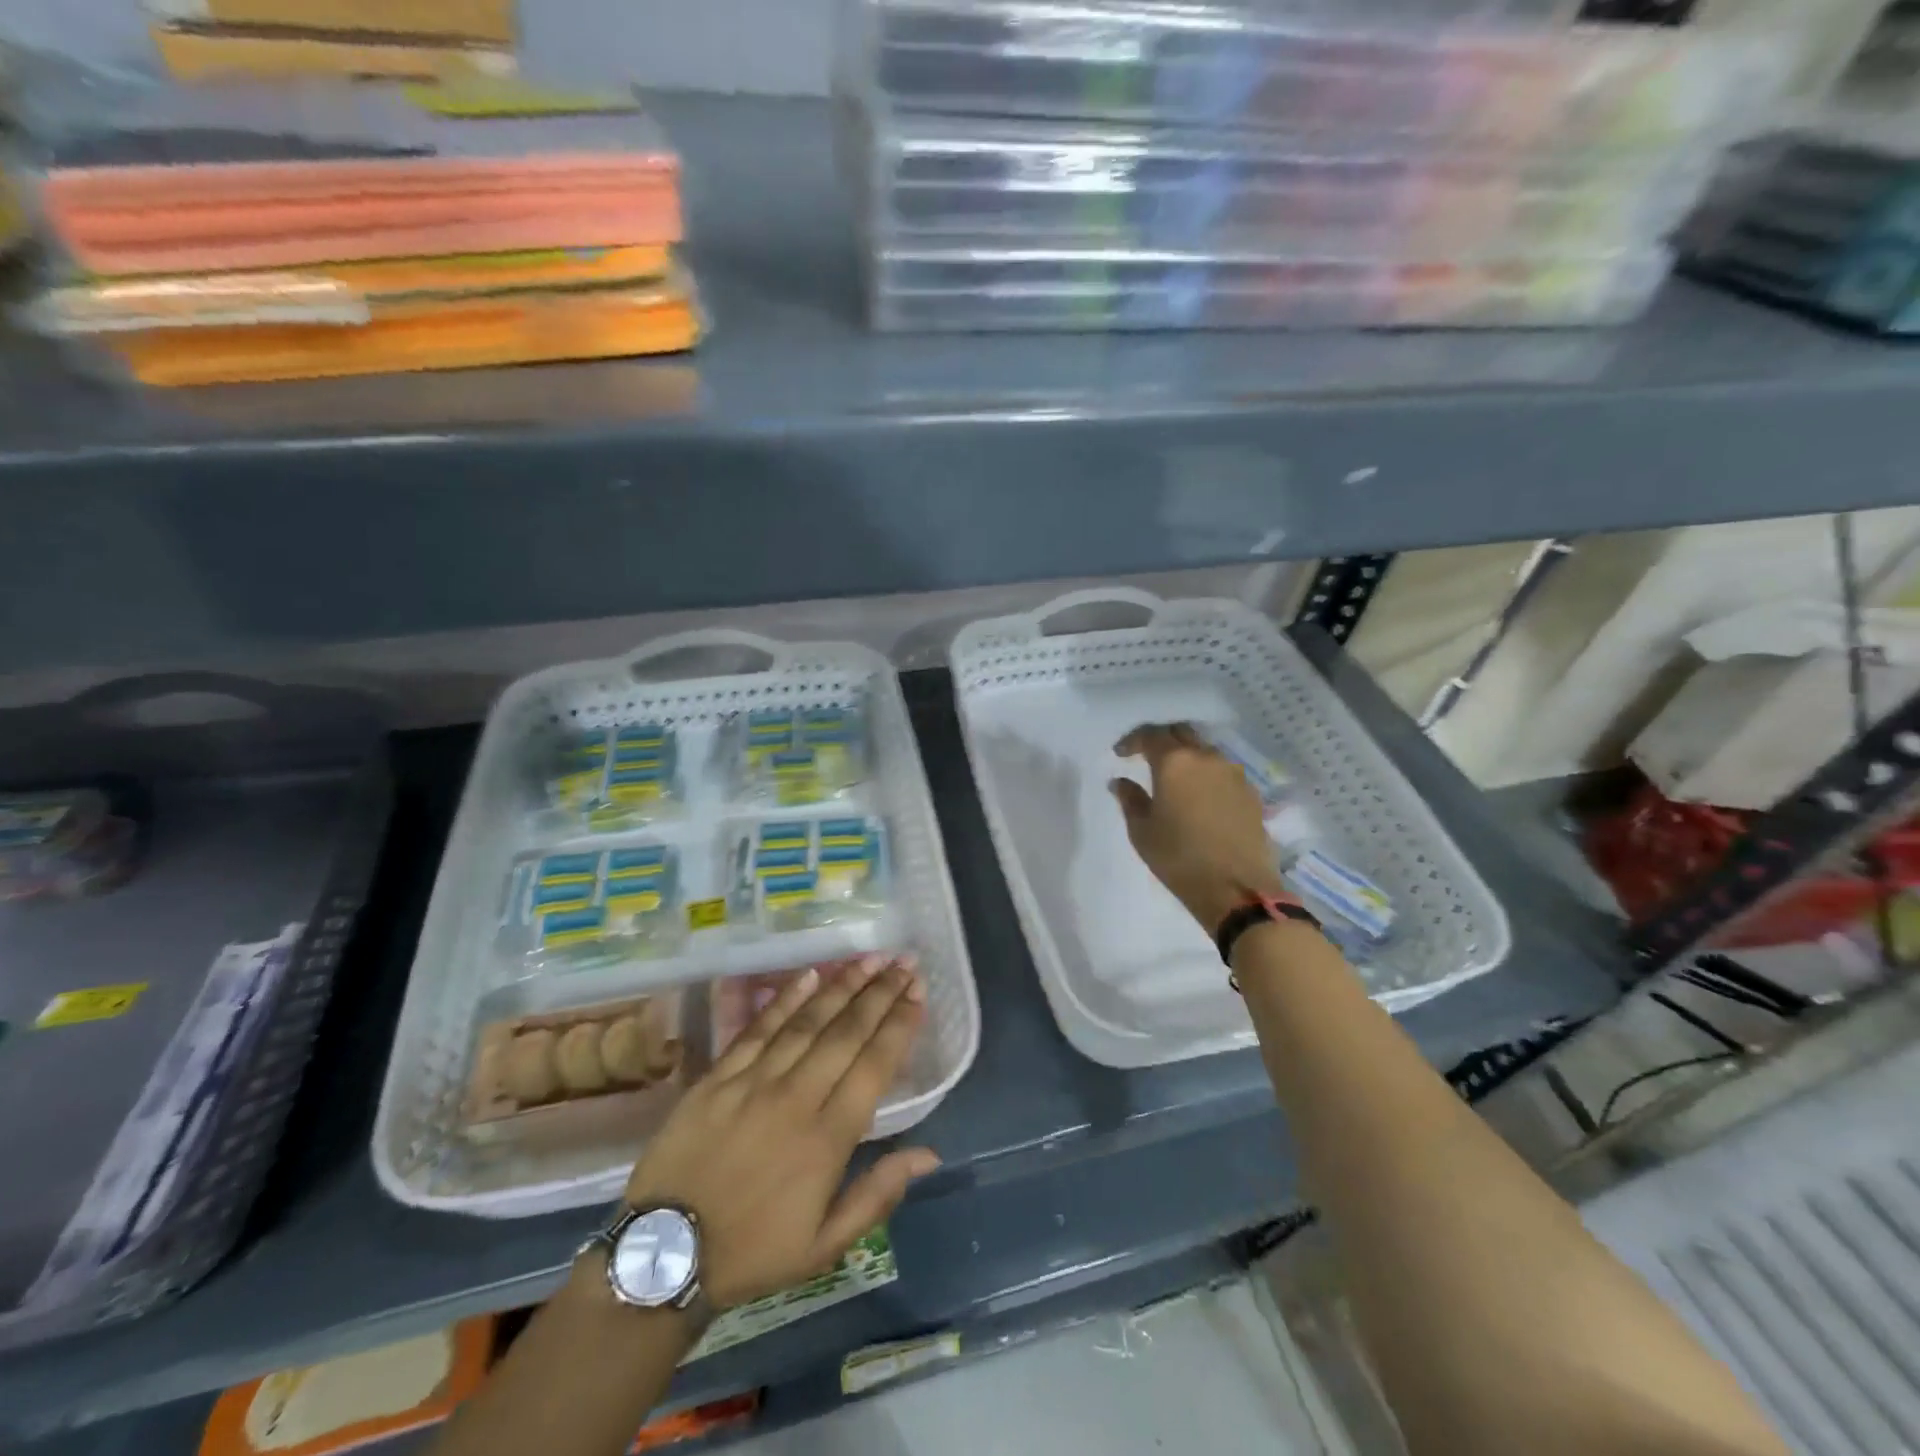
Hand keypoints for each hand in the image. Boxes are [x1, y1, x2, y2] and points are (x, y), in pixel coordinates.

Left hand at [622, 954, 936, 1309]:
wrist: (663, 1254)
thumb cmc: (752, 1251)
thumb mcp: (824, 1245)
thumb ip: (877, 1195)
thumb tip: (929, 1155)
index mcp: (828, 1139)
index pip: (874, 1066)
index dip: (899, 1025)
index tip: (918, 993)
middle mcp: (797, 1098)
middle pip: (847, 1033)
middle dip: (880, 993)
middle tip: (904, 962)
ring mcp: (754, 1082)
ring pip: (808, 1022)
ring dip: (843, 986)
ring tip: (870, 959)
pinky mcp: (719, 1076)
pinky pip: (759, 1029)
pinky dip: (786, 999)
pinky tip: (810, 975)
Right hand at [1110, 722, 1287, 934]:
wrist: (1238, 889)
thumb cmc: (1179, 858)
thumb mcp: (1142, 831)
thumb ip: (1130, 799)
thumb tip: (1120, 782)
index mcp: (1175, 762)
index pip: (1150, 735)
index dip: (1132, 741)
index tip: (1120, 754)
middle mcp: (1207, 758)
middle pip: (1181, 733)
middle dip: (1161, 739)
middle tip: (1145, 756)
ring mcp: (1233, 773)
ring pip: (1204, 750)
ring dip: (1186, 756)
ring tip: (1173, 777)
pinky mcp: (1251, 793)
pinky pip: (1222, 771)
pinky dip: (1206, 774)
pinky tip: (1198, 795)